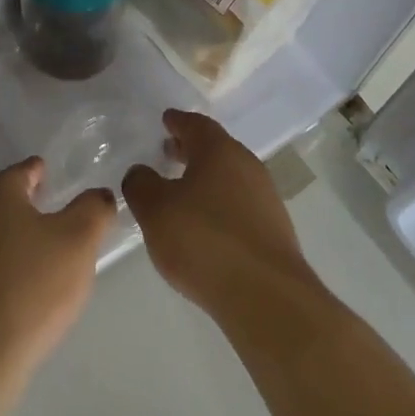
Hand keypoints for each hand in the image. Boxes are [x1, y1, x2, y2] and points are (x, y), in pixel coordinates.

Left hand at [0, 158, 115, 377]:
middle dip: (25, 201)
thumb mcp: (79, 239)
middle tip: (51, 204)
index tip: (49, 171)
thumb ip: (94, 209)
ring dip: (17, 234)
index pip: (20, 172)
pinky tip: (26, 281)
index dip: (37, 170)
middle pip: (2, 201)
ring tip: (44, 244)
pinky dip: (7, 262)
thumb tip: (100, 195)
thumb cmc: (32, 284)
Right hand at [121, 110, 321, 325]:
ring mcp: (266, 198)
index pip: (196, 125)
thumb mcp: (155, 210)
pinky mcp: (274, 230)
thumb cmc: (204, 241)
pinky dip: (219, 204)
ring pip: (229, 177)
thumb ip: (140, 185)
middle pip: (216, 149)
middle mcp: (247, 166)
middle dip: (191, 149)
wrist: (265, 295)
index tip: (166, 120)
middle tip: (169, 152)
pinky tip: (205, 225)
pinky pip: (239, 204)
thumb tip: (141, 173)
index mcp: (220, 151)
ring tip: (182, 191)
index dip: (178, 122)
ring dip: (205, 178)